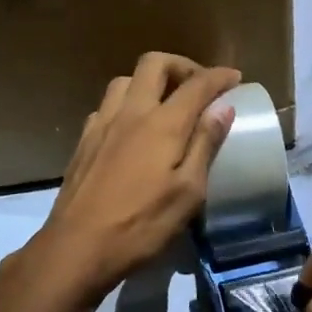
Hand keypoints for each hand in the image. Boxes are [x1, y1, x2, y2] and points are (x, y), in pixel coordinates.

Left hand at [21, 53, 240, 309]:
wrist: (76, 248)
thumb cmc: (141, 225)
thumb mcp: (188, 192)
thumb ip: (205, 144)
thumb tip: (223, 107)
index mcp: (162, 124)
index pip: (196, 84)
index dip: (219, 76)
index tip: (235, 77)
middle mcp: (130, 112)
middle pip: (155, 63)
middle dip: (182, 65)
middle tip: (199, 85)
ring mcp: (102, 124)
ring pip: (126, 80)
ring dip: (150, 81)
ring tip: (166, 103)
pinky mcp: (84, 141)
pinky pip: (107, 105)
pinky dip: (127, 103)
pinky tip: (133, 128)